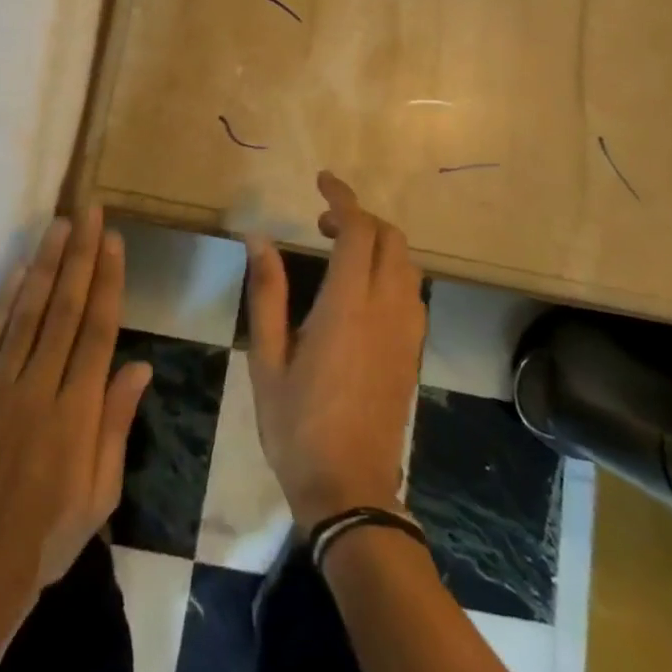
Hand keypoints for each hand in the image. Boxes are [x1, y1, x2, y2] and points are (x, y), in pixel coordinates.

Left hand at [0, 210, 152, 620]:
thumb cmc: (48, 534)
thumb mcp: (100, 492)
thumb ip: (116, 423)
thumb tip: (140, 366)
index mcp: (77, 411)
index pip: (98, 330)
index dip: (107, 280)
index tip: (113, 241)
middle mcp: (39, 387)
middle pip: (65, 308)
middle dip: (80, 255)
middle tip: (89, 213)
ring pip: (28, 312)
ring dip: (45, 264)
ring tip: (59, 225)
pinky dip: (5, 300)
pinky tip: (19, 271)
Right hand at [243, 172, 426, 528]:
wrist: (351, 490)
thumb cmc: (297, 424)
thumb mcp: (266, 357)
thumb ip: (267, 292)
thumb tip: (258, 238)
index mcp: (348, 306)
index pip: (358, 230)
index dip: (342, 198)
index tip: (322, 181)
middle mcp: (387, 308)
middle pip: (390, 238)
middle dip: (360, 217)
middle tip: (322, 224)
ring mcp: (407, 331)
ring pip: (405, 262)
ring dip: (377, 242)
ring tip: (338, 251)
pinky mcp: (413, 350)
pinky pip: (411, 290)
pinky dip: (389, 269)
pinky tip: (360, 288)